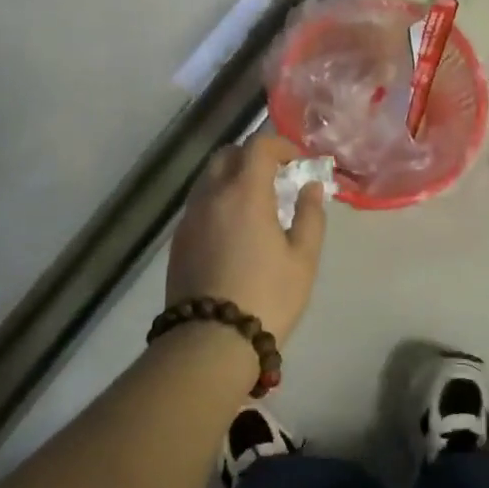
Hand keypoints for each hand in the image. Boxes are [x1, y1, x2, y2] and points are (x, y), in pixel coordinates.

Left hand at [166, 135, 327, 344]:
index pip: (258, 146)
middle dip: (253, 156)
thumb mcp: (303, 259)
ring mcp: (189, 218)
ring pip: (209, 179)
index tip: (298, 163)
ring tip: (256, 205)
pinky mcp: (178, 241)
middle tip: (276, 178)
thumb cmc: (267, 297)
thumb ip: (310, 215)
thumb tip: (310, 187)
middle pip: (227, 155)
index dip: (281, 145)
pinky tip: (234, 230)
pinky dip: (218, 201)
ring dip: (233, 178)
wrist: (210, 342)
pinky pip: (199, 204)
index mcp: (244, 193)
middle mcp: (211, 196)